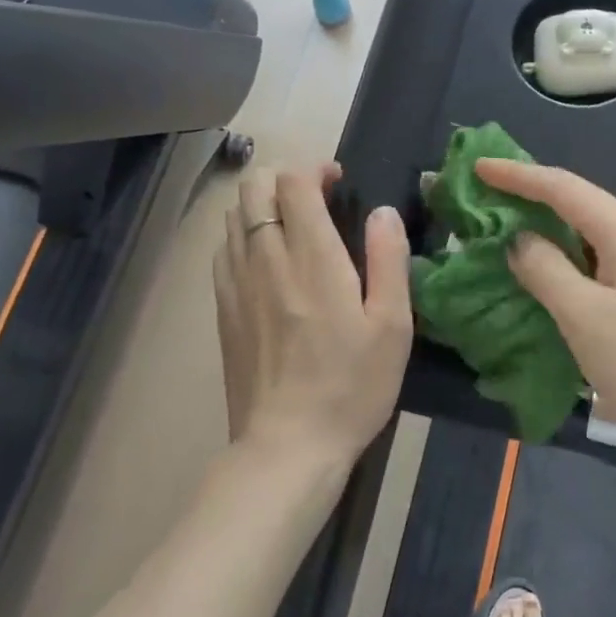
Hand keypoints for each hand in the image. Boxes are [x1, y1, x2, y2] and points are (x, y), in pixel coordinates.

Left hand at [213, 163, 412, 462]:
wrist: (287, 448)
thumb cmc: (351, 386)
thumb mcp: (393, 325)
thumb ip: (388, 258)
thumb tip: (382, 211)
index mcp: (313, 258)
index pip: (293, 182)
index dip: (314, 168)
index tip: (338, 181)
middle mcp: (267, 259)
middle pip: (253, 187)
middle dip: (283, 178)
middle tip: (316, 200)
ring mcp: (237, 283)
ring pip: (232, 215)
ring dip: (261, 205)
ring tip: (292, 227)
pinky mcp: (223, 309)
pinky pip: (223, 250)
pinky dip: (243, 235)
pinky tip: (266, 260)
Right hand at [476, 158, 615, 458]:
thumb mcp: (585, 317)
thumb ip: (545, 269)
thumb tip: (519, 239)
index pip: (562, 186)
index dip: (517, 175)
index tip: (476, 167)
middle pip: (576, 204)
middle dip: (528, 199)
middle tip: (481, 201)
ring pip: (584, 237)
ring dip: (543, 234)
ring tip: (500, 235)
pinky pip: (594, 266)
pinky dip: (561, 265)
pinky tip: (538, 279)